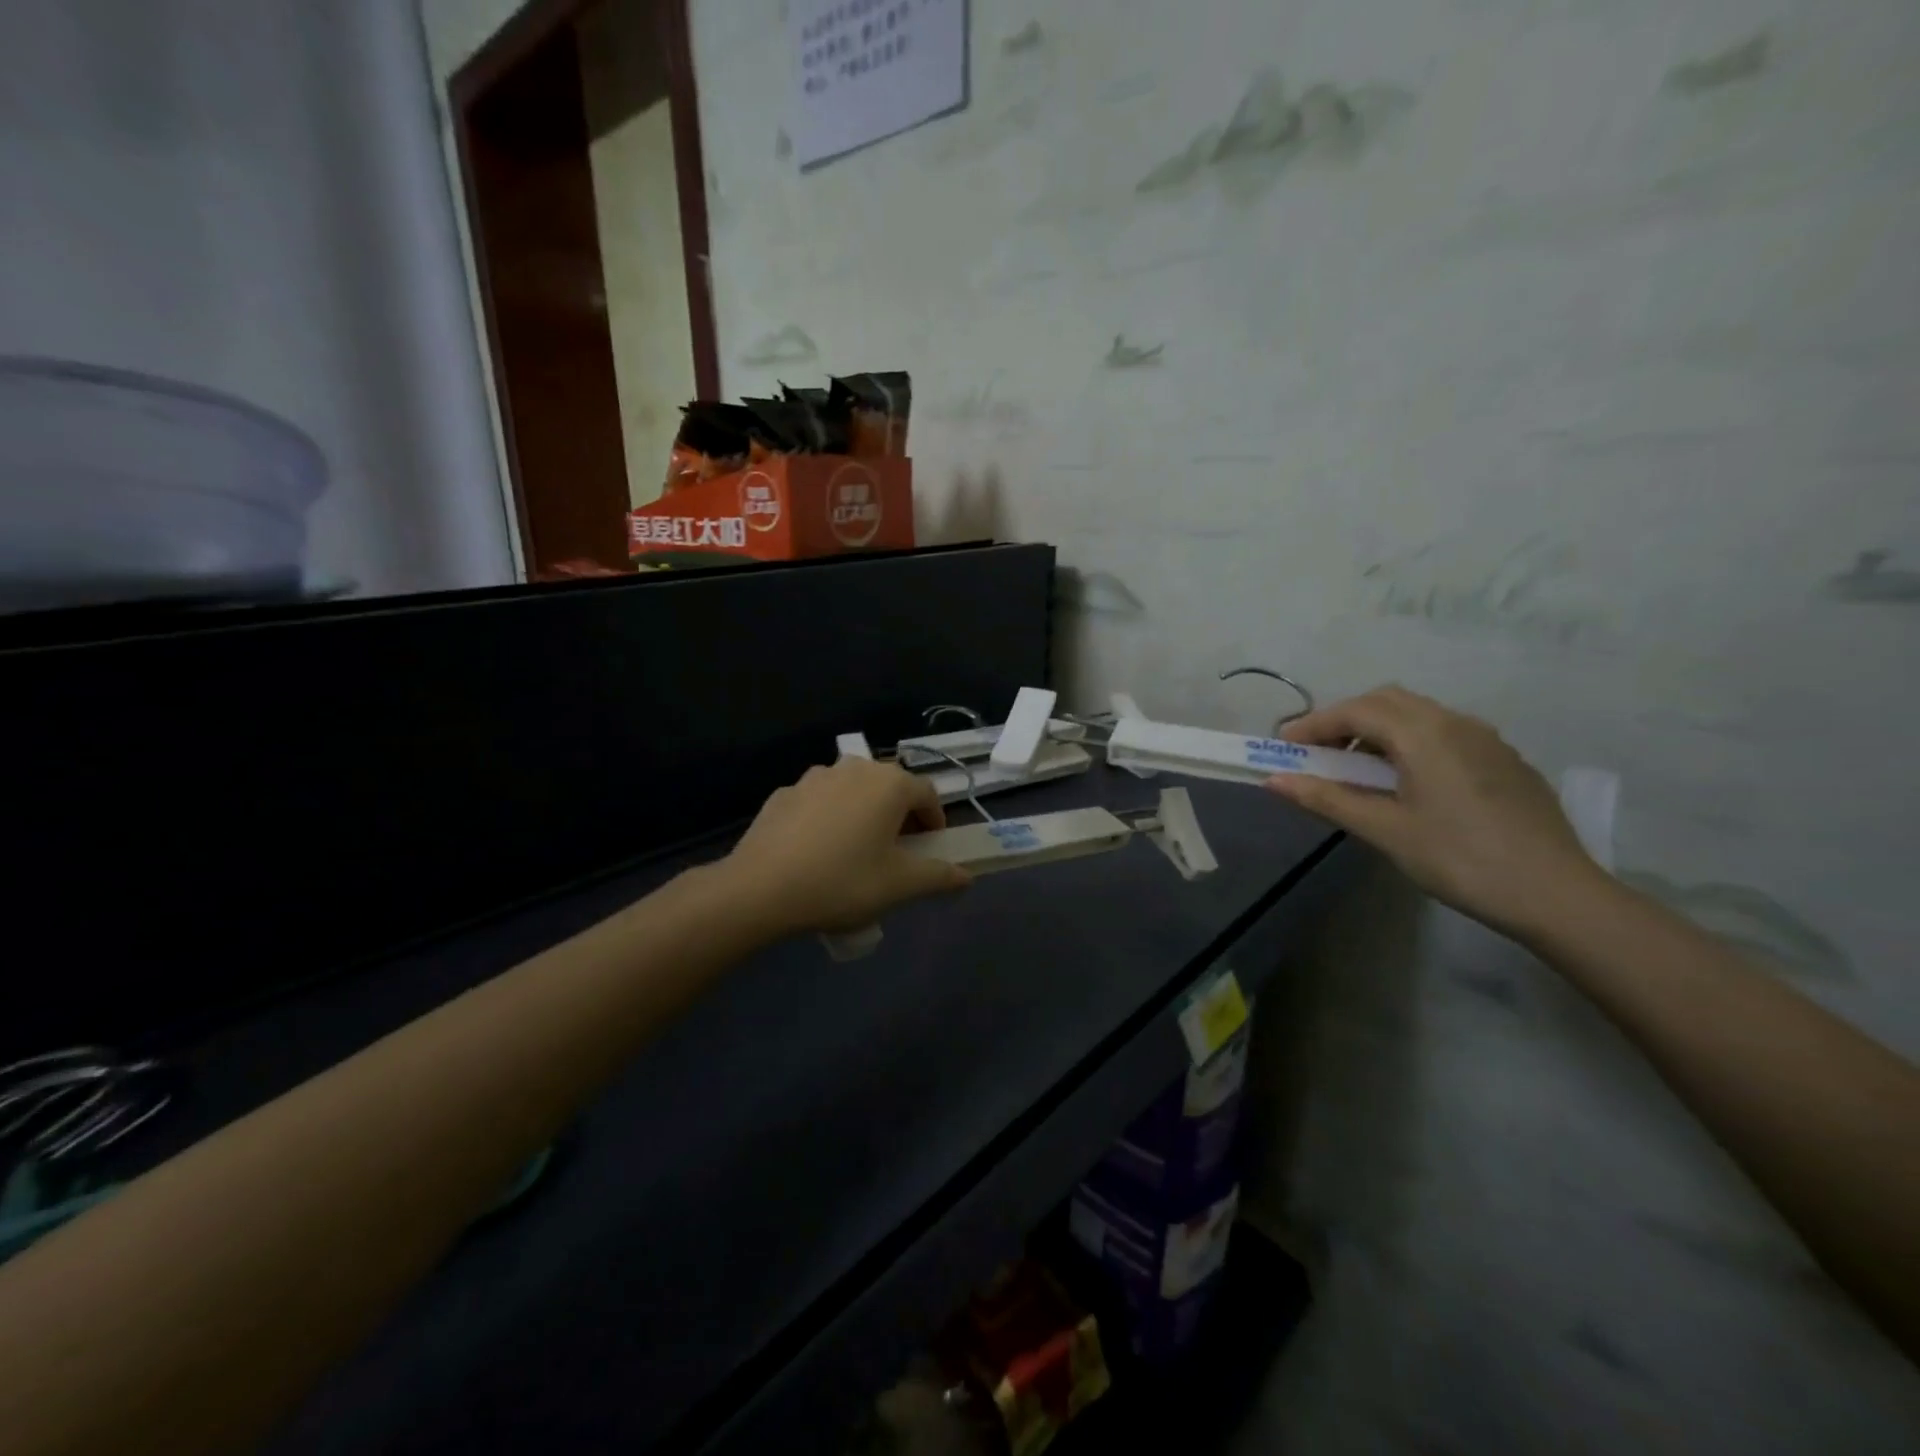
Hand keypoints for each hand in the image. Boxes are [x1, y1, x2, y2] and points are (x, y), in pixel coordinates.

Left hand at [723, 757, 972, 936]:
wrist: (760, 888)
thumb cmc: (842, 882)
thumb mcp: (899, 885)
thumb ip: (938, 876)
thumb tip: (966, 875)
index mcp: (889, 784)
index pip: (928, 794)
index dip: (935, 821)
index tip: (930, 849)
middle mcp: (855, 769)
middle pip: (890, 787)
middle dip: (900, 815)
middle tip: (897, 852)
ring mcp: (815, 776)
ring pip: (853, 790)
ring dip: (863, 812)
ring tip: (855, 850)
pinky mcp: (784, 792)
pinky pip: (820, 801)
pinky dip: (829, 817)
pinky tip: (817, 850)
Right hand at [1263, 685, 1603, 940]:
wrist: (1556, 894)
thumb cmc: (1459, 859)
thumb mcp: (1385, 830)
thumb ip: (1327, 799)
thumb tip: (1274, 780)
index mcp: (1424, 734)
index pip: (1355, 710)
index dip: (1313, 724)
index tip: (1283, 746)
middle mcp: (1456, 722)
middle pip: (1387, 701)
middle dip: (1345, 719)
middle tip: (1318, 753)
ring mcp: (1486, 739)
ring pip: (1418, 714)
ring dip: (1378, 729)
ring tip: (1357, 769)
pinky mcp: (1505, 760)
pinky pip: (1445, 732)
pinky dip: (1410, 741)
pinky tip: (1407, 781)